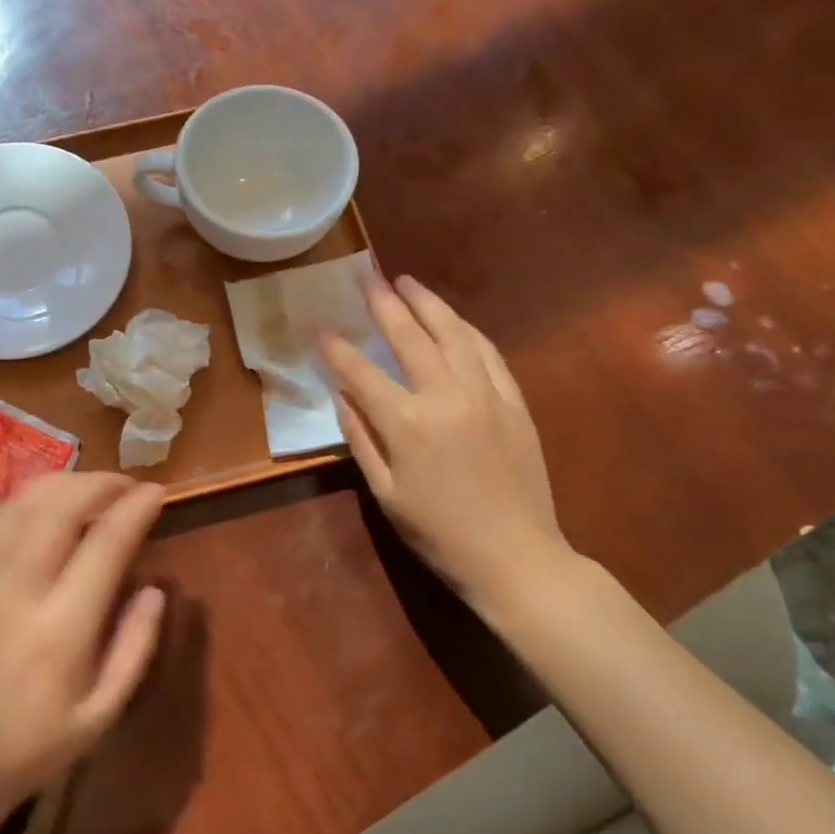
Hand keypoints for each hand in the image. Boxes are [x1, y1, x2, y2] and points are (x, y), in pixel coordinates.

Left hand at [0, 473, 167, 819]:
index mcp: (60, 629)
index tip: (157, 491)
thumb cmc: (31, 747)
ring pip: (26, 502)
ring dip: (66, 482)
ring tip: (95, 487)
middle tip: (128, 484)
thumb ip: (135, 647)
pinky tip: (50, 501)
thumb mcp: (101, 715)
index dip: (134, 509)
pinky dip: (29, 497)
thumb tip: (155, 589)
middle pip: (61, 506)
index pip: (104, 544)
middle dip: (100, 483)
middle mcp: (17, 590)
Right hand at [320, 274, 574, 612]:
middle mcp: (446, 396)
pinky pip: (488, 353)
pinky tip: (453, 319)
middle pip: (409, 336)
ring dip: (428, 303)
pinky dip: (466, 330)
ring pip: (454, 333)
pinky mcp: (514, 401)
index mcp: (407, 423)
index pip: (361, 371)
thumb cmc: (439, 532)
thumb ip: (360, 436)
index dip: (336, 346)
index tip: (318, 325)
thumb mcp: (385, 492)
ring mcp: (486, 394)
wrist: (517, 557)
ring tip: (406, 281)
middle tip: (366, 276)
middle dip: (382, 302)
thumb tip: (340, 393)